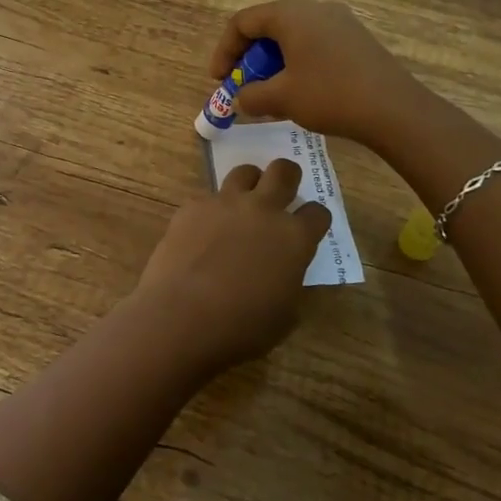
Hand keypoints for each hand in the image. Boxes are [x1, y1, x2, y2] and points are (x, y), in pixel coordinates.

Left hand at [125, 159, 330, 377]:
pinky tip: (202, 233)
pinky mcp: (192, 207)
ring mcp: (225, 203)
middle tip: (282, 192)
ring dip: (249, 184)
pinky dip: (211, 211)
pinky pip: (207, 198)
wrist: (181, 318)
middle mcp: (263, 210)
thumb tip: (283, 271)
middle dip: (288, 177)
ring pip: (244, 172)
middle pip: (284, 171)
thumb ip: (289, 281)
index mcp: (294, 238)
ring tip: (242, 204)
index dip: (315, 220)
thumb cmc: (241, 328)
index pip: (318, 213)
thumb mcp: (284, 314)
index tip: (308, 228)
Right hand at [208, 0, 424, 151]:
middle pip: (268, 27)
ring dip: (274, 63)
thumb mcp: (281, 98)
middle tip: (245, 87)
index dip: (224, 51)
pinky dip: (297, 63)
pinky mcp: (356, 38)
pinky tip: (300, 92)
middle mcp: (313, 7)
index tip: (219, 80)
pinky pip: (314, 44)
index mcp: (290, 14)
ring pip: (293, 37)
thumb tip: (243, 97)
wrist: (394, 108)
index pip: (242, 22)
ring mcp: (339, 20)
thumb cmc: (329, 95)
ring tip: (271, 95)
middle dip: (250, 59)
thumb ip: (251, 95)